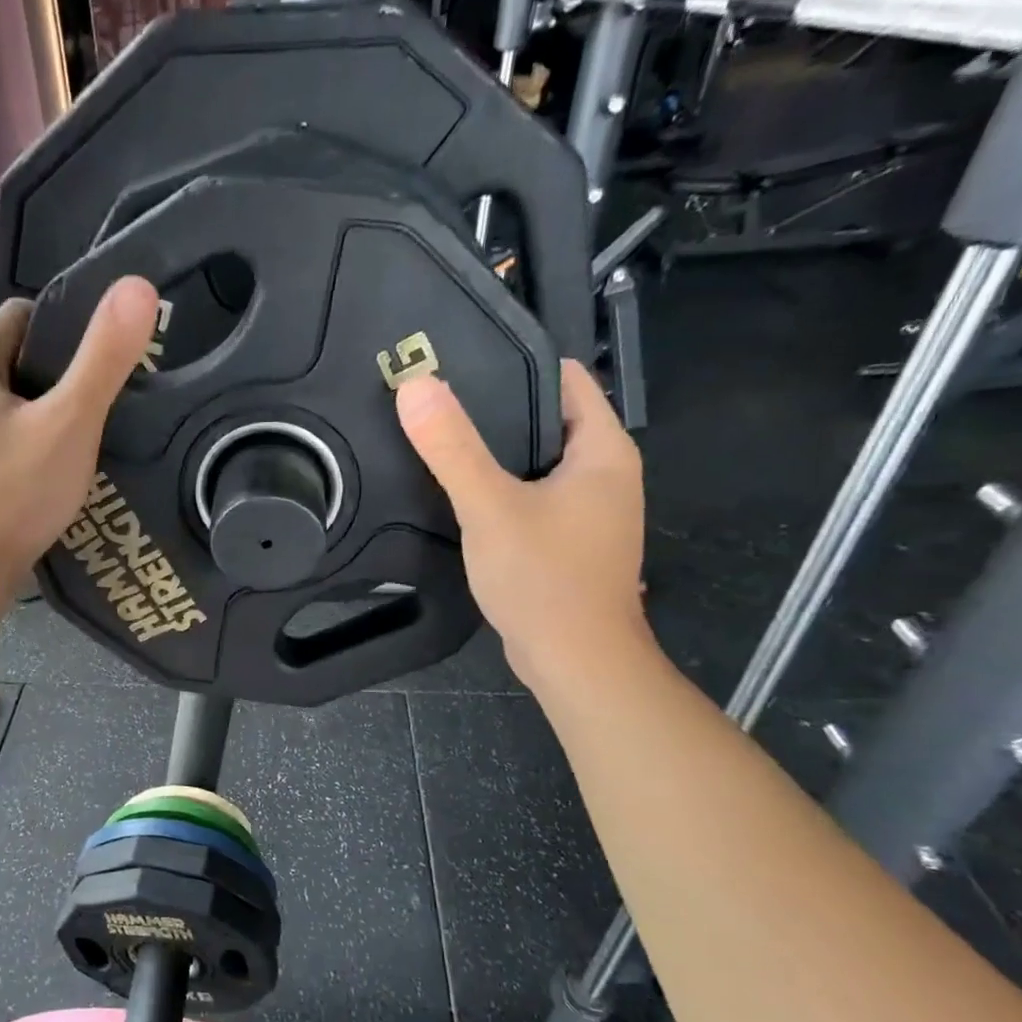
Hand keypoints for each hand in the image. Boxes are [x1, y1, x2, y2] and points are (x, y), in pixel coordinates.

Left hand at [0, 277, 159, 597]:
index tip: (106, 355)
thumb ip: (104, 358)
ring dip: (45, 418)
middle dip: (60, 377)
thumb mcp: (70, 423)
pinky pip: (0, 447)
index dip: (68, 326)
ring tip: (89, 441)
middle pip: (16, 363)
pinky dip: (29, 452)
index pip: (22, 316)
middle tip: (107, 402)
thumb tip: (137, 285)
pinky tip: (54, 478)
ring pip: (9, 410)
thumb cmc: (13, 494)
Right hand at [396, 360, 652, 693]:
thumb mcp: (489, 507)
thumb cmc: (543, 578)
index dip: (517, 363)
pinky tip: (463, 493)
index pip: (566, 380)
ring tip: (441, 438)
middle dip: (497, 408)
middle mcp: (605, 474)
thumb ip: (452, 448)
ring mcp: (590, 511)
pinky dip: (503, 488)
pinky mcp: (570, 541)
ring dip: (497, 452)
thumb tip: (416, 386)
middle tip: (438, 400)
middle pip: (549, 419)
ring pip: (538, 462)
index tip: (461, 360)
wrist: (574, 660)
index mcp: (603, 451)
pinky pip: (534, 496)